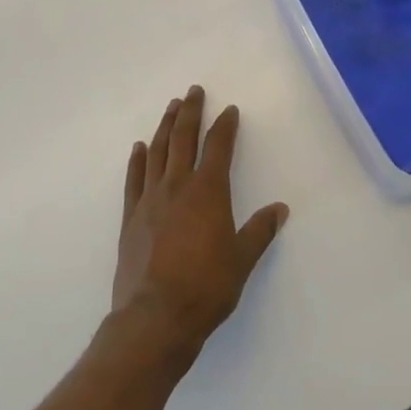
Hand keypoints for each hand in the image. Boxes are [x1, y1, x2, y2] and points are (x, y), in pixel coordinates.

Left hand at [111, 87, 288, 359]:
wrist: (154, 318)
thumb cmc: (206, 288)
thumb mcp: (242, 260)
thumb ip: (259, 231)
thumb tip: (280, 209)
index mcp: (208, 192)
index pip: (218, 147)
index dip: (224, 126)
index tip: (229, 110)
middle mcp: (177, 187)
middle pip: (183, 139)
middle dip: (190, 112)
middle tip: (193, 90)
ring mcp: (150, 200)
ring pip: (157, 152)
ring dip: (164, 127)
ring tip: (170, 107)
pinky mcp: (130, 218)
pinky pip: (134, 180)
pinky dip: (137, 160)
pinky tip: (139, 148)